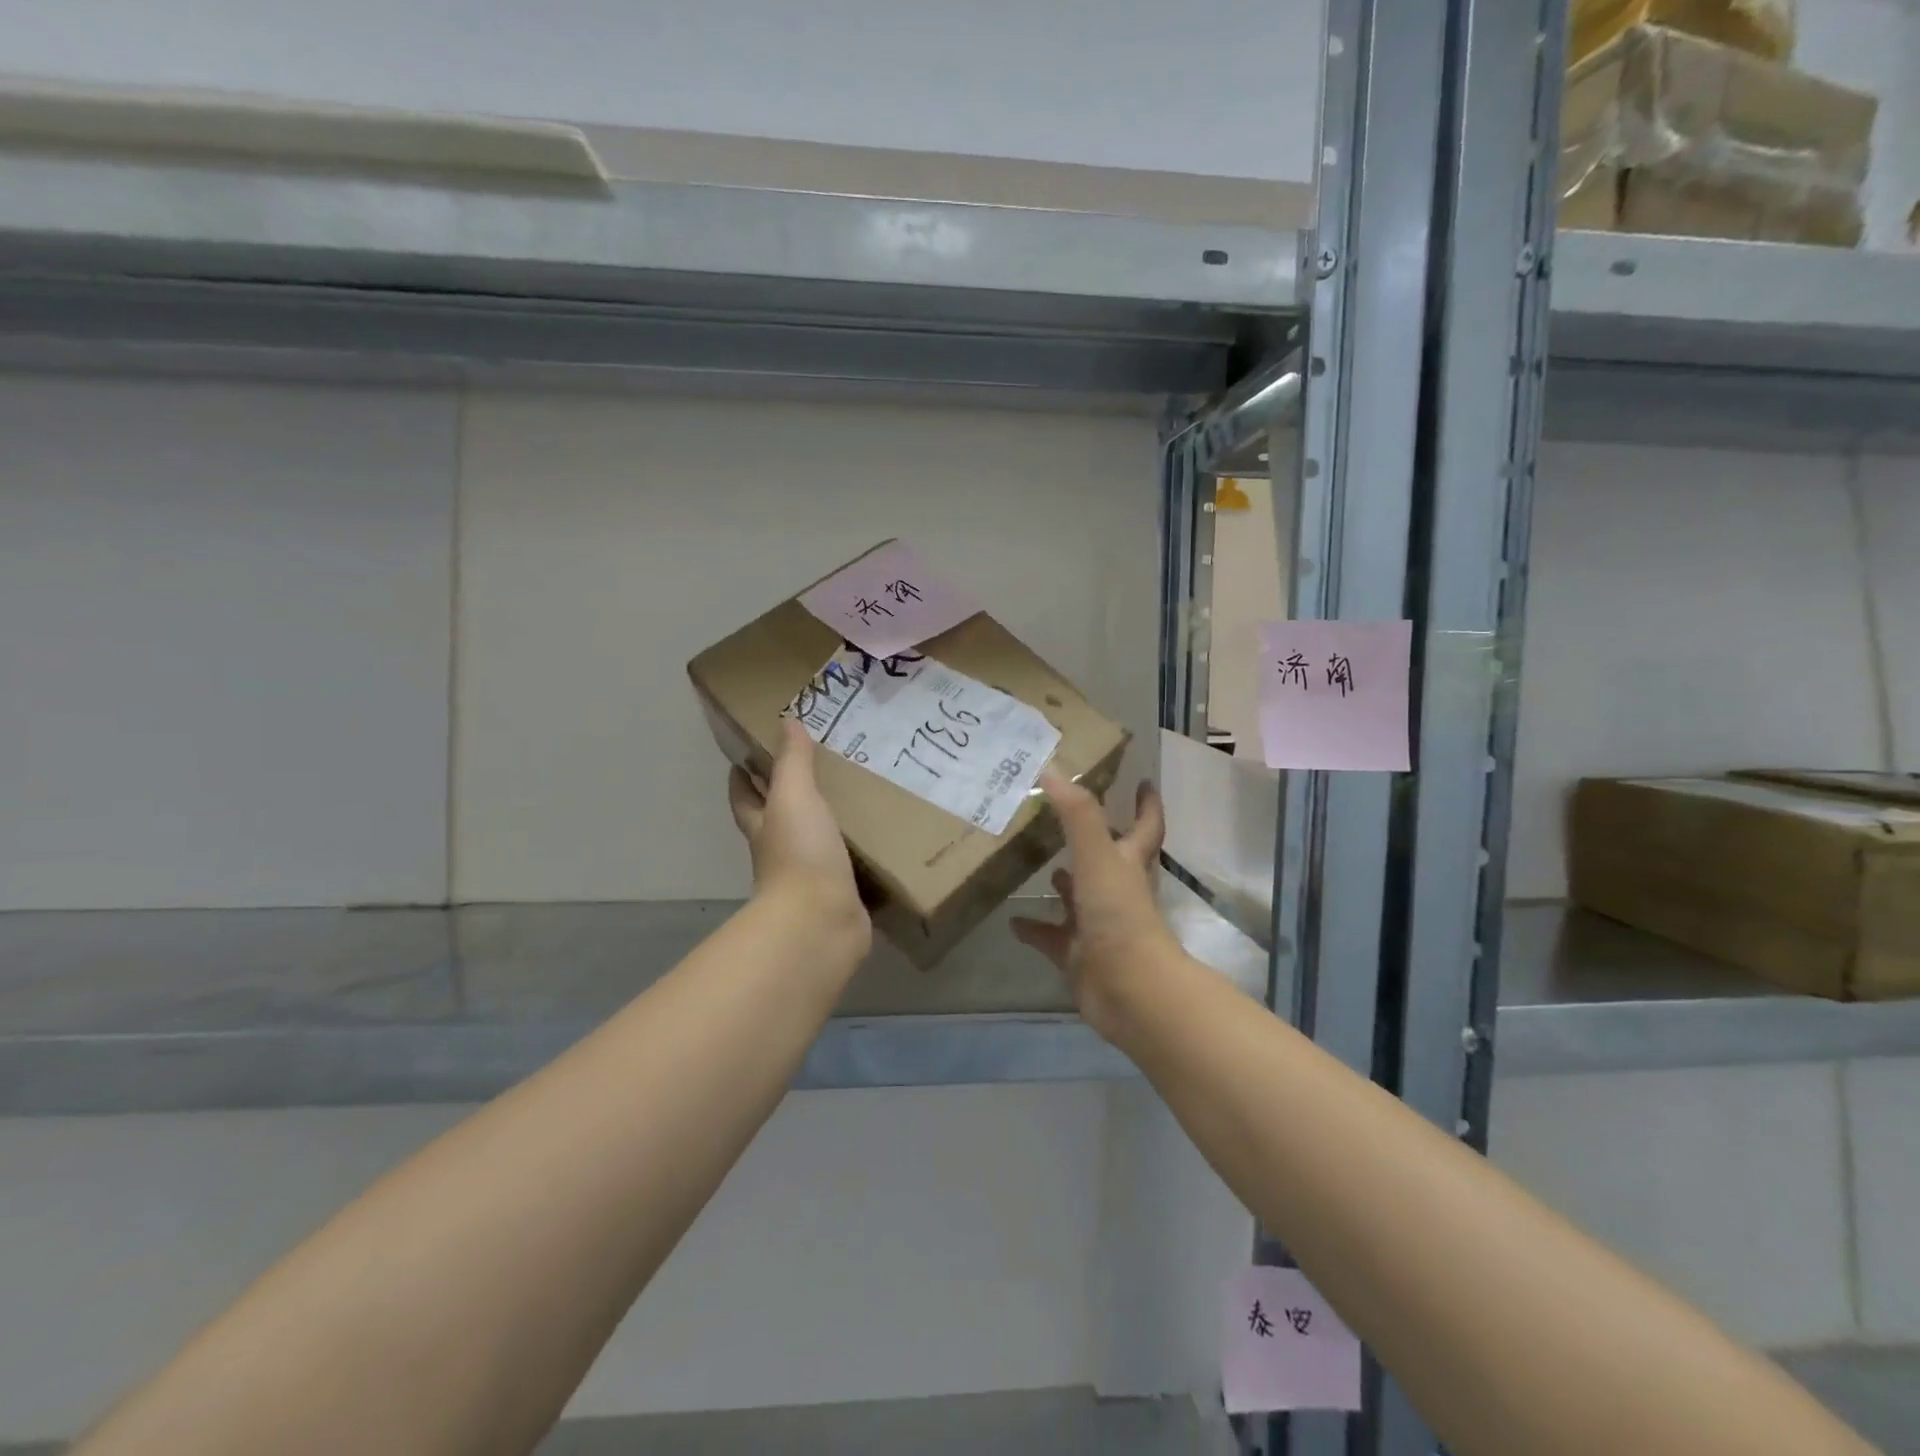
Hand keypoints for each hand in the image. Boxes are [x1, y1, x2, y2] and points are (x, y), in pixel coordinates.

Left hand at [728, 721, 871, 956]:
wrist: (821, 922)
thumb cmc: (800, 854)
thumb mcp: (794, 798)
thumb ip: (793, 762)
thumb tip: (787, 722)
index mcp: (764, 826)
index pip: (744, 796)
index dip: (742, 776)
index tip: (747, 756)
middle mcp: (781, 850)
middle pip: (777, 819)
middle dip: (788, 797)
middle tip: (817, 767)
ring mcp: (810, 875)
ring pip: (816, 841)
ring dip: (829, 824)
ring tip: (858, 796)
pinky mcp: (840, 893)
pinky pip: (849, 866)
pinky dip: (859, 853)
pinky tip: (882, 838)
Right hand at [1011, 771, 1177, 1040]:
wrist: (1127, 988)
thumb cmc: (1119, 914)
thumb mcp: (1098, 856)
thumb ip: (1077, 814)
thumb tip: (1052, 770)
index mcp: (1129, 864)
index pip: (1145, 826)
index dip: (1146, 804)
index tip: (1144, 782)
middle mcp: (1118, 891)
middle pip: (1109, 859)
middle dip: (1095, 839)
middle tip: (1066, 817)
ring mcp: (1098, 925)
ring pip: (1079, 897)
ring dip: (1064, 882)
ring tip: (1038, 862)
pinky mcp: (1078, 955)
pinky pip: (1052, 938)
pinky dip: (1034, 929)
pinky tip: (1012, 921)